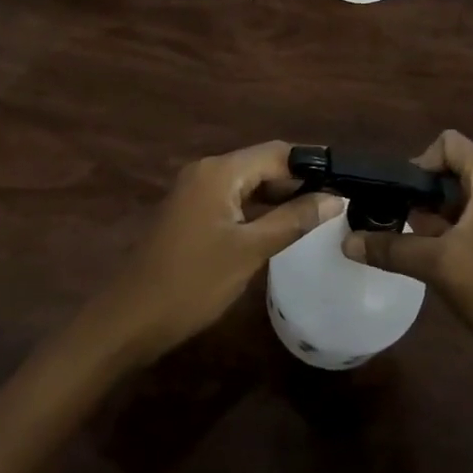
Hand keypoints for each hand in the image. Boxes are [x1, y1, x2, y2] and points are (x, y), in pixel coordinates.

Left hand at [91, 141, 342, 365]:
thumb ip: (293, 220)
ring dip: (278, 195)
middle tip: (334, 201)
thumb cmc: (192, 282)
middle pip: (261, 163)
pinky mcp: (190, 212)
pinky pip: (232, 198)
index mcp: (219, 171)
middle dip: (297, 180)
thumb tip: (335, 197)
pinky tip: (278, 227)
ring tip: (315, 214)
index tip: (344, 179)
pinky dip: (257, 207)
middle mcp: (206, 170)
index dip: (311, 163)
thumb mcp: (249, 252)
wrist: (128, 320)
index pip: (276, 152)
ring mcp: (194, 191)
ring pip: (247, 182)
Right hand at [343, 131, 472, 376]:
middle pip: (450, 171)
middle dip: (420, 193)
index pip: (450, 143)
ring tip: (406, 243)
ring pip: (455, 201)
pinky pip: (465, 225)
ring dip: (429, 217)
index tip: (404, 196)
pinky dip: (444, 235)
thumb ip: (391, 248)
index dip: (422, 161)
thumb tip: (346, 242)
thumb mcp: (437, 264)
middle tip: (398, 221)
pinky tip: (427, 262)